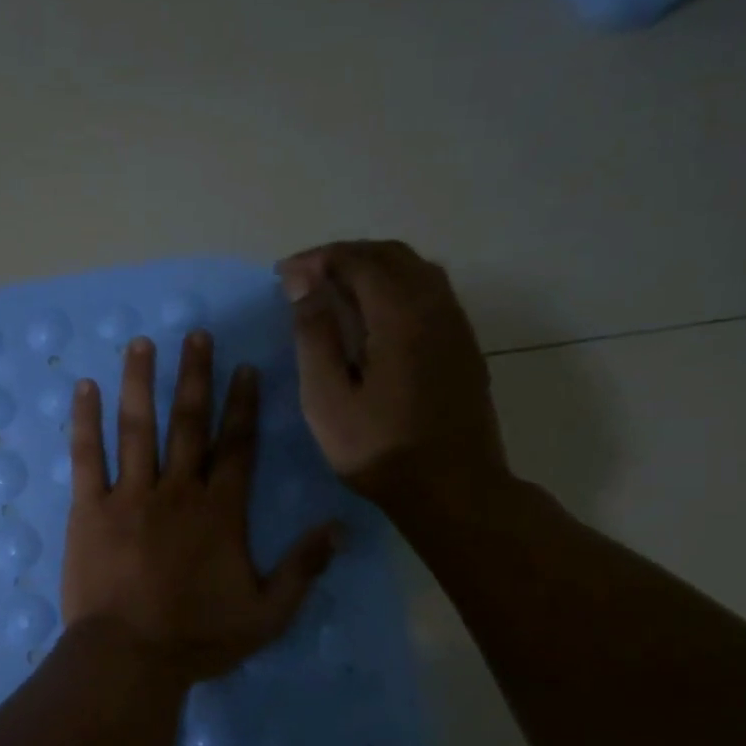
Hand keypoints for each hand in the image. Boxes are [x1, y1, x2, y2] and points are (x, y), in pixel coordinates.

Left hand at [61, 332, 341, 685]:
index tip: (244, 367)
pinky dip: (85, 420)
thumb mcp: (267, 613)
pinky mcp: (88, 508)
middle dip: (194, 376)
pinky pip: (86, 455)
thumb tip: (341, 527)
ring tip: (141, 343)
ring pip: (138, 427)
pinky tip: (85, 388)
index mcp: (221, 511)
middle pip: (189, 423)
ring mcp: (129, 495)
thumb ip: (303, 568)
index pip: (237, 446)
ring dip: (141, 382)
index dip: (242, 405)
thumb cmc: (197, 638)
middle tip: (196, 334)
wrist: (128, 657)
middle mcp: (177, 491)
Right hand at [276, 240, 509, 510]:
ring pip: (417, 271)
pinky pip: (431, 293)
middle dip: (345, 256)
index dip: (318, 259)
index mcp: (401, 316)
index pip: (359, 262)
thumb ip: (314, 335)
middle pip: (392, 255)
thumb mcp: (327, 398)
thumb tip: (303, 282)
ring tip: (335, 289)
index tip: (282, 274)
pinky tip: (373, 315)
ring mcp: (456, 326)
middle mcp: (436, 308)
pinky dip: (395, 286)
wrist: (452, 489)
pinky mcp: (463, 346)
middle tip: (305, 277)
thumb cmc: (379, 449)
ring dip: (373, 268)